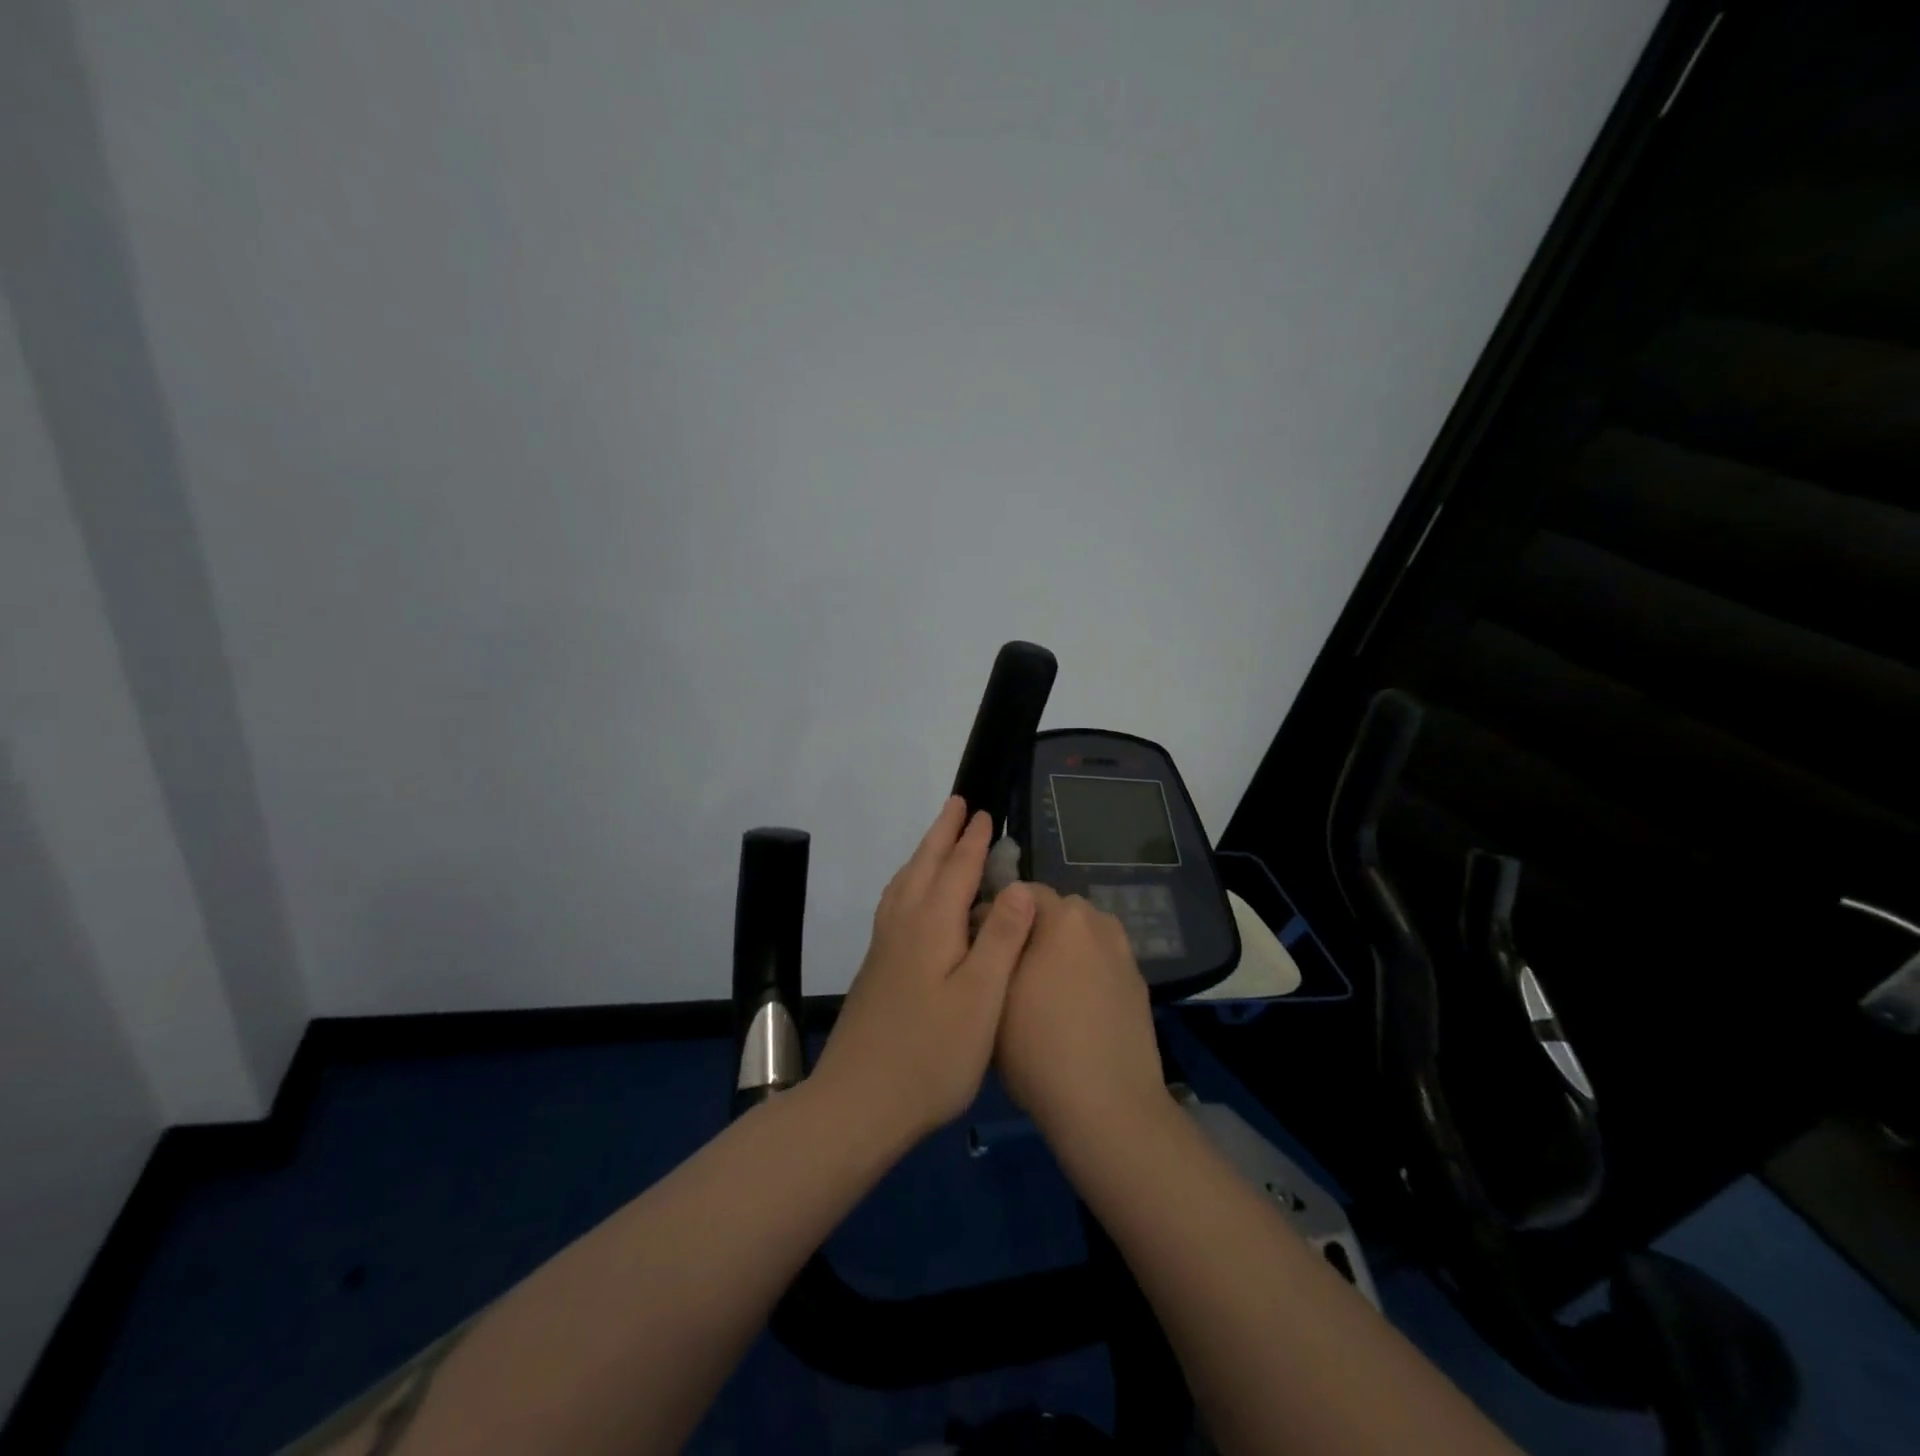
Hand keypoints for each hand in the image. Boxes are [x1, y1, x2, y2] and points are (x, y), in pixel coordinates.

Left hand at [813, 798, 1037, 1144]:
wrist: (858, 1103)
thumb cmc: (931, 1054)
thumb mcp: (981, 998)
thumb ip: (1002, 938)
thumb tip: (1020, 885)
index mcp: (932, 925)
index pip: (956, 869)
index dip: (972, 840)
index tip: (983, 812)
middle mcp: (903, 925)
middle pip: (924, 866)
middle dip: (942, 833)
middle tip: (956, 803)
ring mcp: (884, 947)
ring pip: (904, 883)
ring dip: (922, 854)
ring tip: (935, 841)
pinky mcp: (876, 968)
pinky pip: (895, 903)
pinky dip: (908, 882)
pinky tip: (910, 900)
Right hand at [996, 885, 1165, 1141]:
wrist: (1108, 1107)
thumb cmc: (1038, 1047)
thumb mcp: (993, 993)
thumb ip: (991, 946)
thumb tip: (988, 924)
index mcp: (1063, 915)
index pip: (1020, 892)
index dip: (993, 917)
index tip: (979, 949)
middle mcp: (1098, 922)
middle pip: (1053, 913)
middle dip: (1029, 932)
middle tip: (1007, 972)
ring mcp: (1123, 953)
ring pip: (1078, 939)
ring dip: (1059, 952)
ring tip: (1041, 994)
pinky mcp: (1138, 984)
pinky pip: (1099, 964)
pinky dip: (1083, 975)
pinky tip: (1072, 1012)